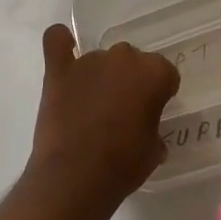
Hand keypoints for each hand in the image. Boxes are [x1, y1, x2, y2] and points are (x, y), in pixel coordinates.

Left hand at [24, 24, 180, 218]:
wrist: (76, 177)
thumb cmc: (124, 165)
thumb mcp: (154, 149)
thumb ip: (152, 124)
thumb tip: (142, 125)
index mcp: (154, 73)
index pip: (164, 73)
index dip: (159, 93)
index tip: (151, 112)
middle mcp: (124, 58)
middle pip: (132, 61)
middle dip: (130, 81)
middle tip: (123, 111)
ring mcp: (88, 62)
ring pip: (100, 58)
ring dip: (101, 75)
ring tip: (93, 106)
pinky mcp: (58, 72)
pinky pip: (56, 42)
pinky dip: (60, 43)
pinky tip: (64, 50)